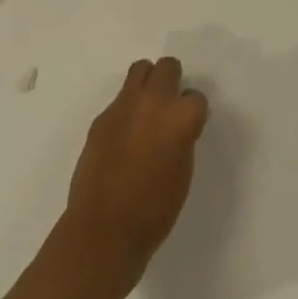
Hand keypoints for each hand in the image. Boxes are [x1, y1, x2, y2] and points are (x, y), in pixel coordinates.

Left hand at [64, 56, 209, 281]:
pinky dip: (126, 109)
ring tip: (146, 111)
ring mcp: (124, 107)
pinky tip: (123, 136)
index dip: (192, 112)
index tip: (188, 127)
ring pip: (140, 70)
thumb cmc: (154, 210)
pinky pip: (119, 100)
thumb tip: (175, 128)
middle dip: (172, 81)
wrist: (103, 231)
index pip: (196, 96)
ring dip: (147, 83)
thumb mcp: (183, 170)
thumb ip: (182, 138)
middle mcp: (154, 102)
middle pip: (168, 67)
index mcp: (182, 118)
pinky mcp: (100, 119)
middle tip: (169, 106)